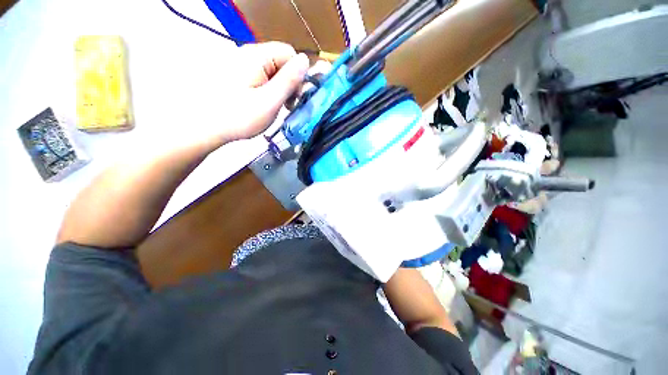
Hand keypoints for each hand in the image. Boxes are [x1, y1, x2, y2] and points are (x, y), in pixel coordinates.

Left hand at [206, 42, 308, 148]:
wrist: (205, 127)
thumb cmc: (239, 117)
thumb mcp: (270, 101)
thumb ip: (289, 80)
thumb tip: (305, 60)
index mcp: (257, 56)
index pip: (289, 53)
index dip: (297, 76)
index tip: (294, 98)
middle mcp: (248, 53)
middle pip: (281, 61)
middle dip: (289, 83)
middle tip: (285, 105)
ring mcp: (241, 63)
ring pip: (273, 70)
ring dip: (279, 88)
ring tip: (274, 106)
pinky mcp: (237, 73)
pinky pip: (262, 76)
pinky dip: (268, 89)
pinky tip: (263, 103)